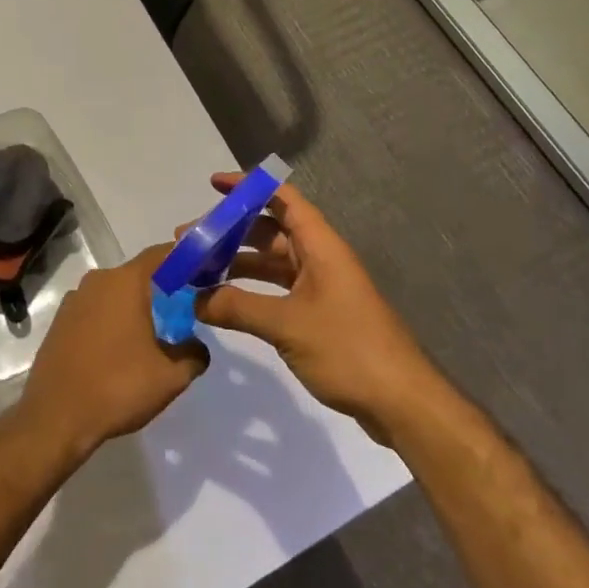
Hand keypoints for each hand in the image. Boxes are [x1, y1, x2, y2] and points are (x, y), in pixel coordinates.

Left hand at [15, 243, 208, 458]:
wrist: (55, 417)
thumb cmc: (117, 387)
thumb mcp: (170, 378)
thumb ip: (193, 355)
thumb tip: (196, 347)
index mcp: (126, 282)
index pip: (161, 254)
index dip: (183, 259)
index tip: (201, 273)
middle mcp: (98, 280)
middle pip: (137, 274)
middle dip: (160, 288)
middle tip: (182, 311)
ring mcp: (75, 299)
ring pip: (114, 292)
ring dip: (133, 306)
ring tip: (151, 335)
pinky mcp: (60, 320)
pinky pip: (95, 309)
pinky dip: (111, 319)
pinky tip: (118, 349)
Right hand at [190, 175, 434, 443]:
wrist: (401, 402)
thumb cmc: (348, 348)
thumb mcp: (287, 325)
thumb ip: (238, 308)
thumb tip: (194, 300)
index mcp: (319, 246)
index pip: (282, 199)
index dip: (248, 187)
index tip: (213, 186)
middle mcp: (319, 259)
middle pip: (269, 231)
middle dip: (229, 232)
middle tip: (187, 241)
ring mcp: (320, 288)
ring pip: (270, 263)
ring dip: (235, 263)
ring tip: (195, 272)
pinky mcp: (318, 316)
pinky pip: (276, 290)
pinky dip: (249, 291)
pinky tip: (222, 302)